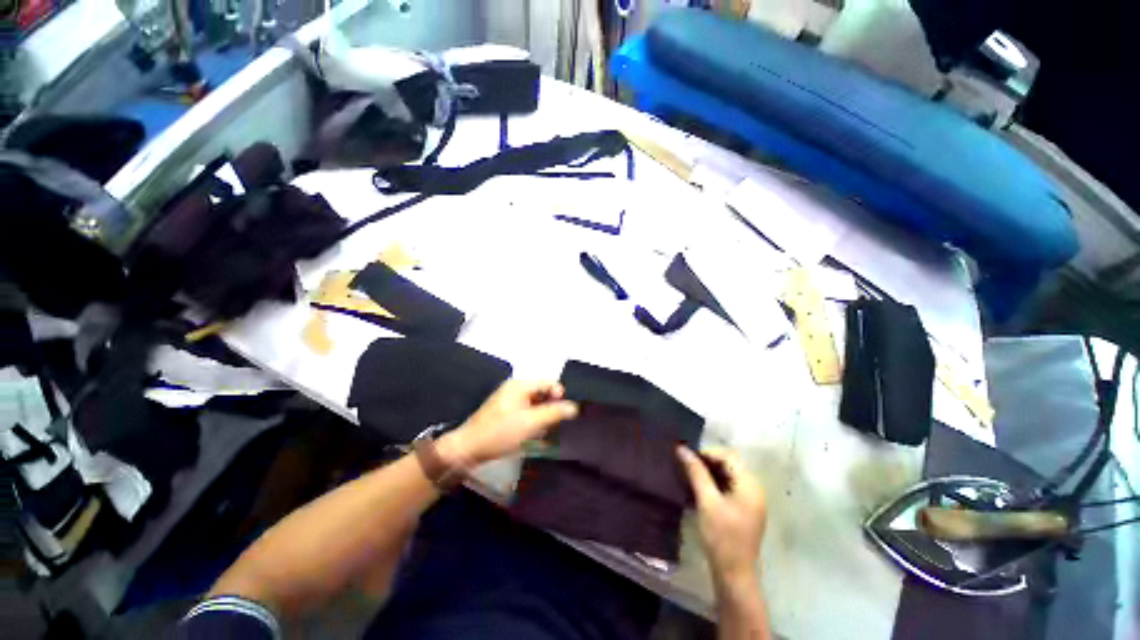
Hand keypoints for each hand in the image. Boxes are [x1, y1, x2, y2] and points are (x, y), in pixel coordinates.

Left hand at [441, 380, 577, 464]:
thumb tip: (573, 406)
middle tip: (556, 425)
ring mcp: (509, 402)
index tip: (567, 414)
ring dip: (543, 418)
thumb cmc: (500, 433)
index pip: (549, 383)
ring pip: (535, 406)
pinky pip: (526, 414)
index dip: (560, 396)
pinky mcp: (505, 415)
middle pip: (542, 394)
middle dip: (551, 409)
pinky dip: (533, 423)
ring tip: (546, 433)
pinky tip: (535, 438)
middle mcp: (515, 390)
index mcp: (520, 386)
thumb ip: (554, 413)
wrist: (468, 450)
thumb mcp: (531, 423)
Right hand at [677, 446, 766, 587]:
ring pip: (729, 475)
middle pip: (730, 464)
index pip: (728, 456)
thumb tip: (682, 448)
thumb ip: (696, 472)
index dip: (707, 453)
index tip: (688, 458)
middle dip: (708, 461)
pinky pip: (730, 487)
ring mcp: (751, 500)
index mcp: (749, 485)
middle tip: (688, 466)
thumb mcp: (706, 501)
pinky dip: (715, 483)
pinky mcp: (745, 510)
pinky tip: (701, 489)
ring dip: (710, 472)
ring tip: (691, 476)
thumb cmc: (721, 536)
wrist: (734, 573)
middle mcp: (754, 489)